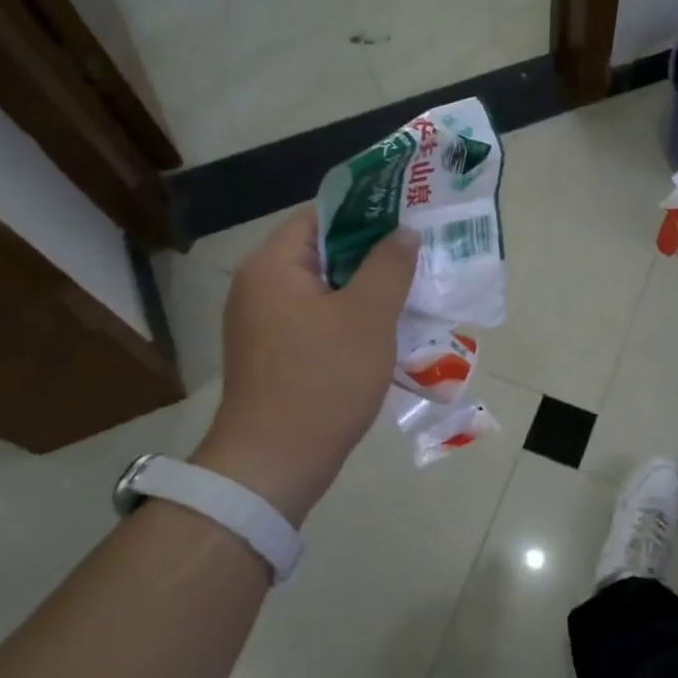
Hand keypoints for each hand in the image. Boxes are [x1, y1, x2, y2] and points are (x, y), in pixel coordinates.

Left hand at [191, 211, 418, 522]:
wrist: (275, 464)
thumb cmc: (323, 380)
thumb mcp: (369, 316)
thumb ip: (390, 265)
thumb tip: (404, 232)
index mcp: (272, 265)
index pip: (321, 216)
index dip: (367, 212)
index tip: (409, 220)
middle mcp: (259, 287)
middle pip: (323, 253)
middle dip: (373, 255)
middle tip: (419, 257)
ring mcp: (262, 324)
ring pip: (323, 290)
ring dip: (365, 290)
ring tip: (411, 293)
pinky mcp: (273, 355)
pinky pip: (317, 321)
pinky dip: (349, 319)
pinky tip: (385, 332)